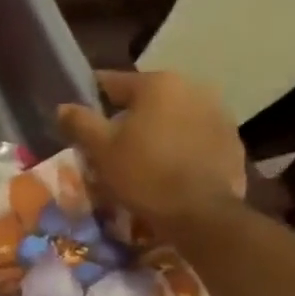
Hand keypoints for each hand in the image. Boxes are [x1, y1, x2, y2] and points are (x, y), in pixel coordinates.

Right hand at [57, 69, 246, 230]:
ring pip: (172, 116)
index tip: (78, 117)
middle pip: (145, 99)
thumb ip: (80, 122)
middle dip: (126, 117)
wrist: (201, 213)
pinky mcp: (231, 140)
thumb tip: (64, 107)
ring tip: (139, 159)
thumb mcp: (101, 149)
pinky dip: (178, 146)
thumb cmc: (144, 174)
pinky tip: (167, 170)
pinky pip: (193, 136)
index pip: (112, 82)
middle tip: (108, 144)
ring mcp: (218, 112)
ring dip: (154, 131)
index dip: (90, 99)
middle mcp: (193, 87)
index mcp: (158, 83)